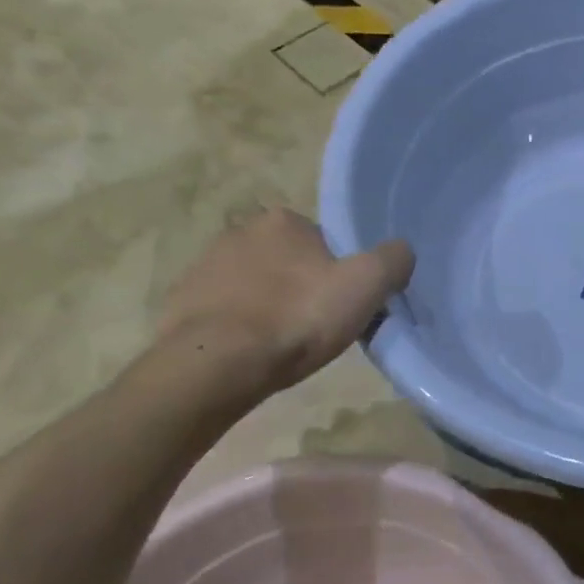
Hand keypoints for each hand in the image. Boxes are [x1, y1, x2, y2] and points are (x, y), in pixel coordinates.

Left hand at [157, 208, 413, 392]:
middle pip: (288, 262)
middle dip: (301, 288)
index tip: (343, 307)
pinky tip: (249, 352)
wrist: (217, 364)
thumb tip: (402, 252)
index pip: (324, 242)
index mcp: (283, 220)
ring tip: (282, 345)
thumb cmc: (297, 319)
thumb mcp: (365, 286)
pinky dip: (238, 325)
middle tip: (315, 328)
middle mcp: (240, 231)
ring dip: (269, 306)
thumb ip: (392, 260)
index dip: (339, 274)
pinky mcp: (181, 300)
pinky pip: (223, 309)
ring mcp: (204, 265)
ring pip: (254, 285)